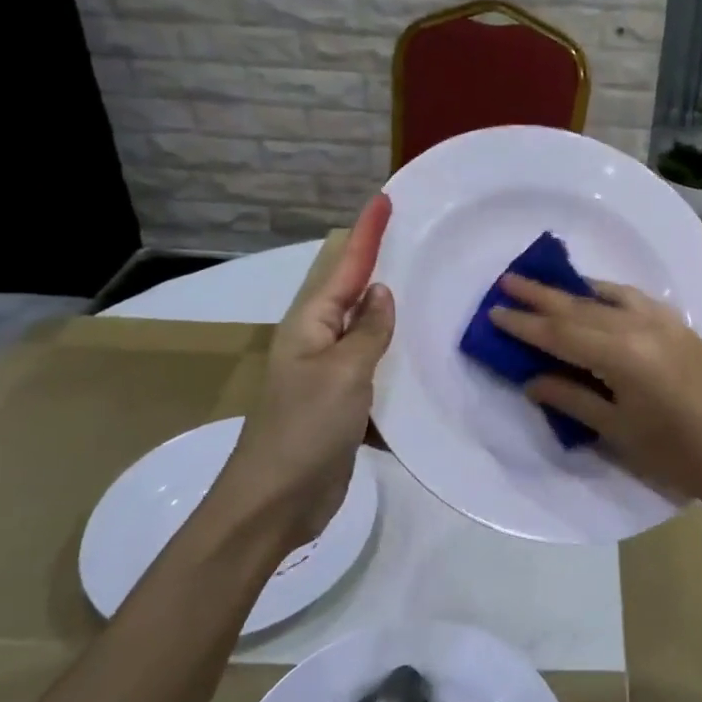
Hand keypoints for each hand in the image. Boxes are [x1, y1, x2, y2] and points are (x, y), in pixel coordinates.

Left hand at [221, 195, 394, 553]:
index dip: (366, 233)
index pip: (345, 267)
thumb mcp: (343, 372)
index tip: (384, 200)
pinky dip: (396, 355)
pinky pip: (375, 367)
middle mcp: (319, 341)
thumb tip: (381, 293)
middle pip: (352, 292)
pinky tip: (421, 353)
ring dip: (389, 309)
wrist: (277, 502)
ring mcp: (331, 374)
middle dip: (375, 262)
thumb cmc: (306, 429)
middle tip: (411, 237)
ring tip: (424, 286)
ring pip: (366, 330)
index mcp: (310, 324)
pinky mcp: (345, 405)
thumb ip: (367, 331)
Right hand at [490, 276, 701, 503]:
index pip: (561, 333)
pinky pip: (634, 299)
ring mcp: (663, 321)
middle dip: (542, 295)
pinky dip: (608, 294)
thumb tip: (532, 381)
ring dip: (574, 289)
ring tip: (546, 283)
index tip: (495, 311)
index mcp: (621, 354)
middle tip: (508, 280)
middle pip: (580, 306)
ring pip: (607, 297)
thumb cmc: (674, 452)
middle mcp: (640, 326)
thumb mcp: (616, 430)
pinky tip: (597, 295)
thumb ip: (572, 399)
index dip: (526, 324)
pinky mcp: (679, 325)